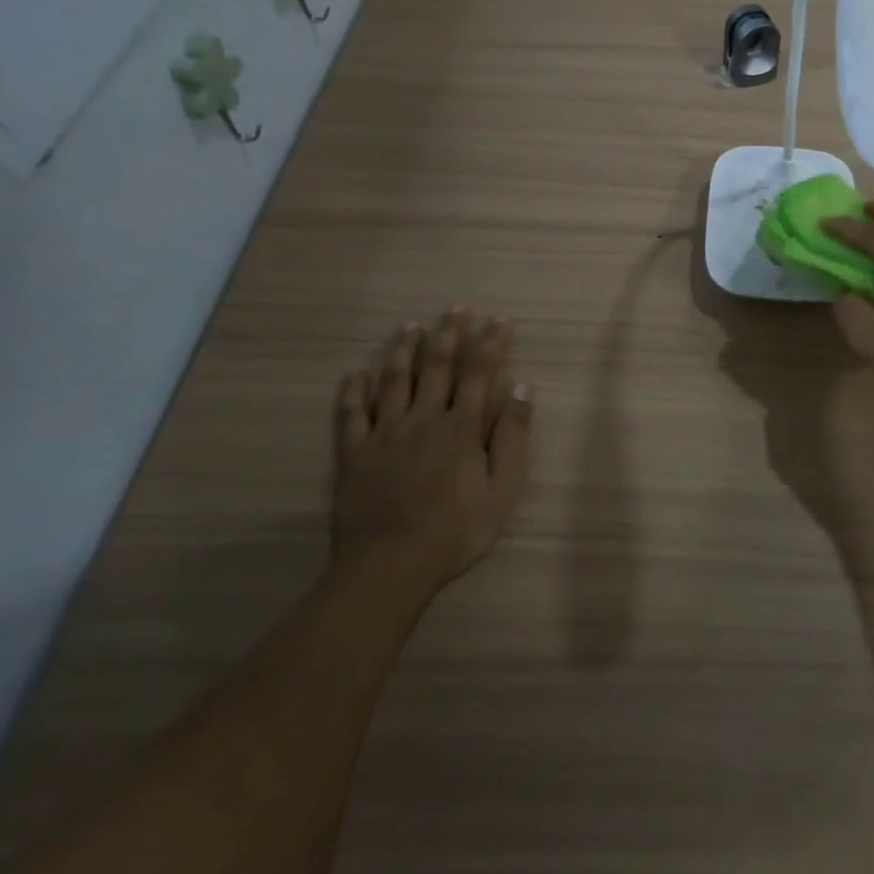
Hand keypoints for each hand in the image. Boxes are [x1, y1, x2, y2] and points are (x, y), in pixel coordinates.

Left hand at [331, 309, 533, 601]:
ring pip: (394, 380)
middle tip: (457, 308)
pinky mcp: (354, 452)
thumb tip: (523, 387)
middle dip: (450, 334)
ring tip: (412, 326)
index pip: (480, 373)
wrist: (389, 565)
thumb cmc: (456, 530)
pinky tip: (356, 373)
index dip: (491, 343)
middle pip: (437, 366)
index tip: (500, 320)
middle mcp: (424, 418)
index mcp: (462, 427)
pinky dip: (353, 390)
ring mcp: (385, 433)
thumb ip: (513, 436)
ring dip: (404, 350)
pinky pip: (351, 414)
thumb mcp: (503, 489)